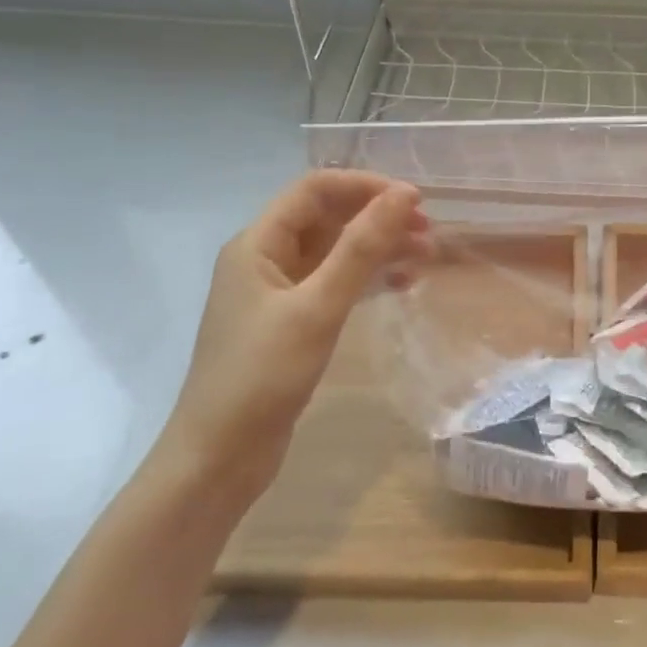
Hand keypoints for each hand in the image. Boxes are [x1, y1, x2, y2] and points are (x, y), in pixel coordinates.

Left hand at [155, 170, 431, 505]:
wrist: (218, 460)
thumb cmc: (262, 377)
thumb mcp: (318, 307)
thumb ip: (361, 248)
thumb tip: (403, 196)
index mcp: (257, 244)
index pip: (315, 189)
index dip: (365, 186)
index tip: (414, 201)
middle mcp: (265, 258)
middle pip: (328, 217)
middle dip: (377, 217)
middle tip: (428, 231)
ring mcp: (277, 292)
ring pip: (336, 251)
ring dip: (379, 247)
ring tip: (426, 255)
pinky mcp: (291, 322)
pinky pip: (335, 283)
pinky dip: (368, 278)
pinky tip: (403, 284)